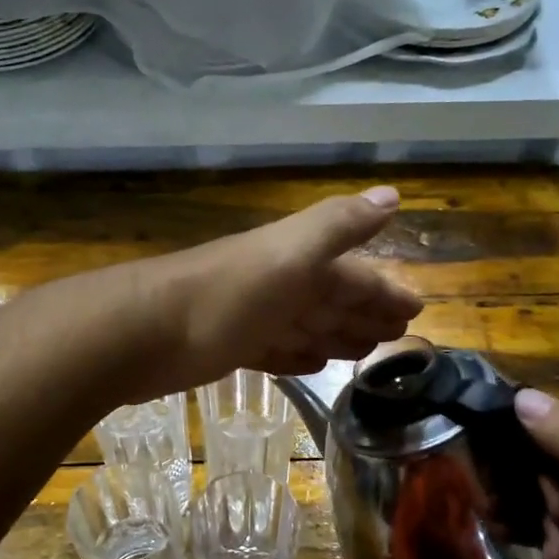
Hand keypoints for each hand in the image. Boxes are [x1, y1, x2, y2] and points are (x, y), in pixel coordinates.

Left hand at [118, 187, 422, 400]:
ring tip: (364, 352)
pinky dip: (296, 355)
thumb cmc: (226, 295)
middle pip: (330, 298)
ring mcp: (250, 317)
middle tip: (397, 336)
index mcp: (296, 261)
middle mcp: (276, 284)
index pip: (353, 274)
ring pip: (304, 324)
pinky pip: (273, 350)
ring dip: (335, 335)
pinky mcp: (227, 348)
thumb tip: (392, 193)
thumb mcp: (290, 254)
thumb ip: (338, 226)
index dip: (384, 290)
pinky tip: (310, 364)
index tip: (415, 312)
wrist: (143, 333)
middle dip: (364, 312)